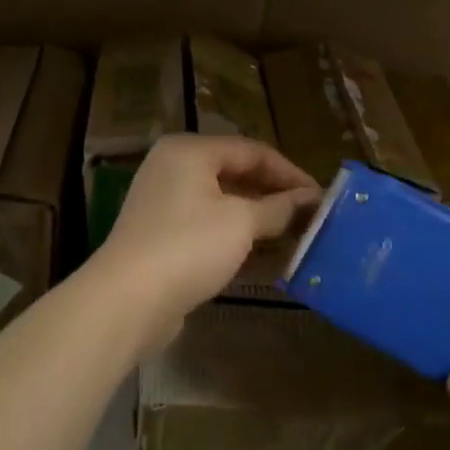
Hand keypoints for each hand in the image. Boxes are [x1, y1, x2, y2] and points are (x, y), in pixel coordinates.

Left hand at [92, 134, 319, 342]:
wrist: (128, 299)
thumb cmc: (189, 246)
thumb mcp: (241, 222)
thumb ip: (278, 208)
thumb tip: (310, 199)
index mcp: (190, 151)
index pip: (252, 151)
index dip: (290, 173)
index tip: (322, 198)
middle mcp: (173, 168)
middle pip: (236, 173)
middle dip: (274, 195)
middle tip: (310, 217)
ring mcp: (163, 203)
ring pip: (222, 202)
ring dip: (257, 217)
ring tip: (294, 236)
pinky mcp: (161, 236)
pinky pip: (207, 226)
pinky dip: (234, 235)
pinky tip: (262, 255)